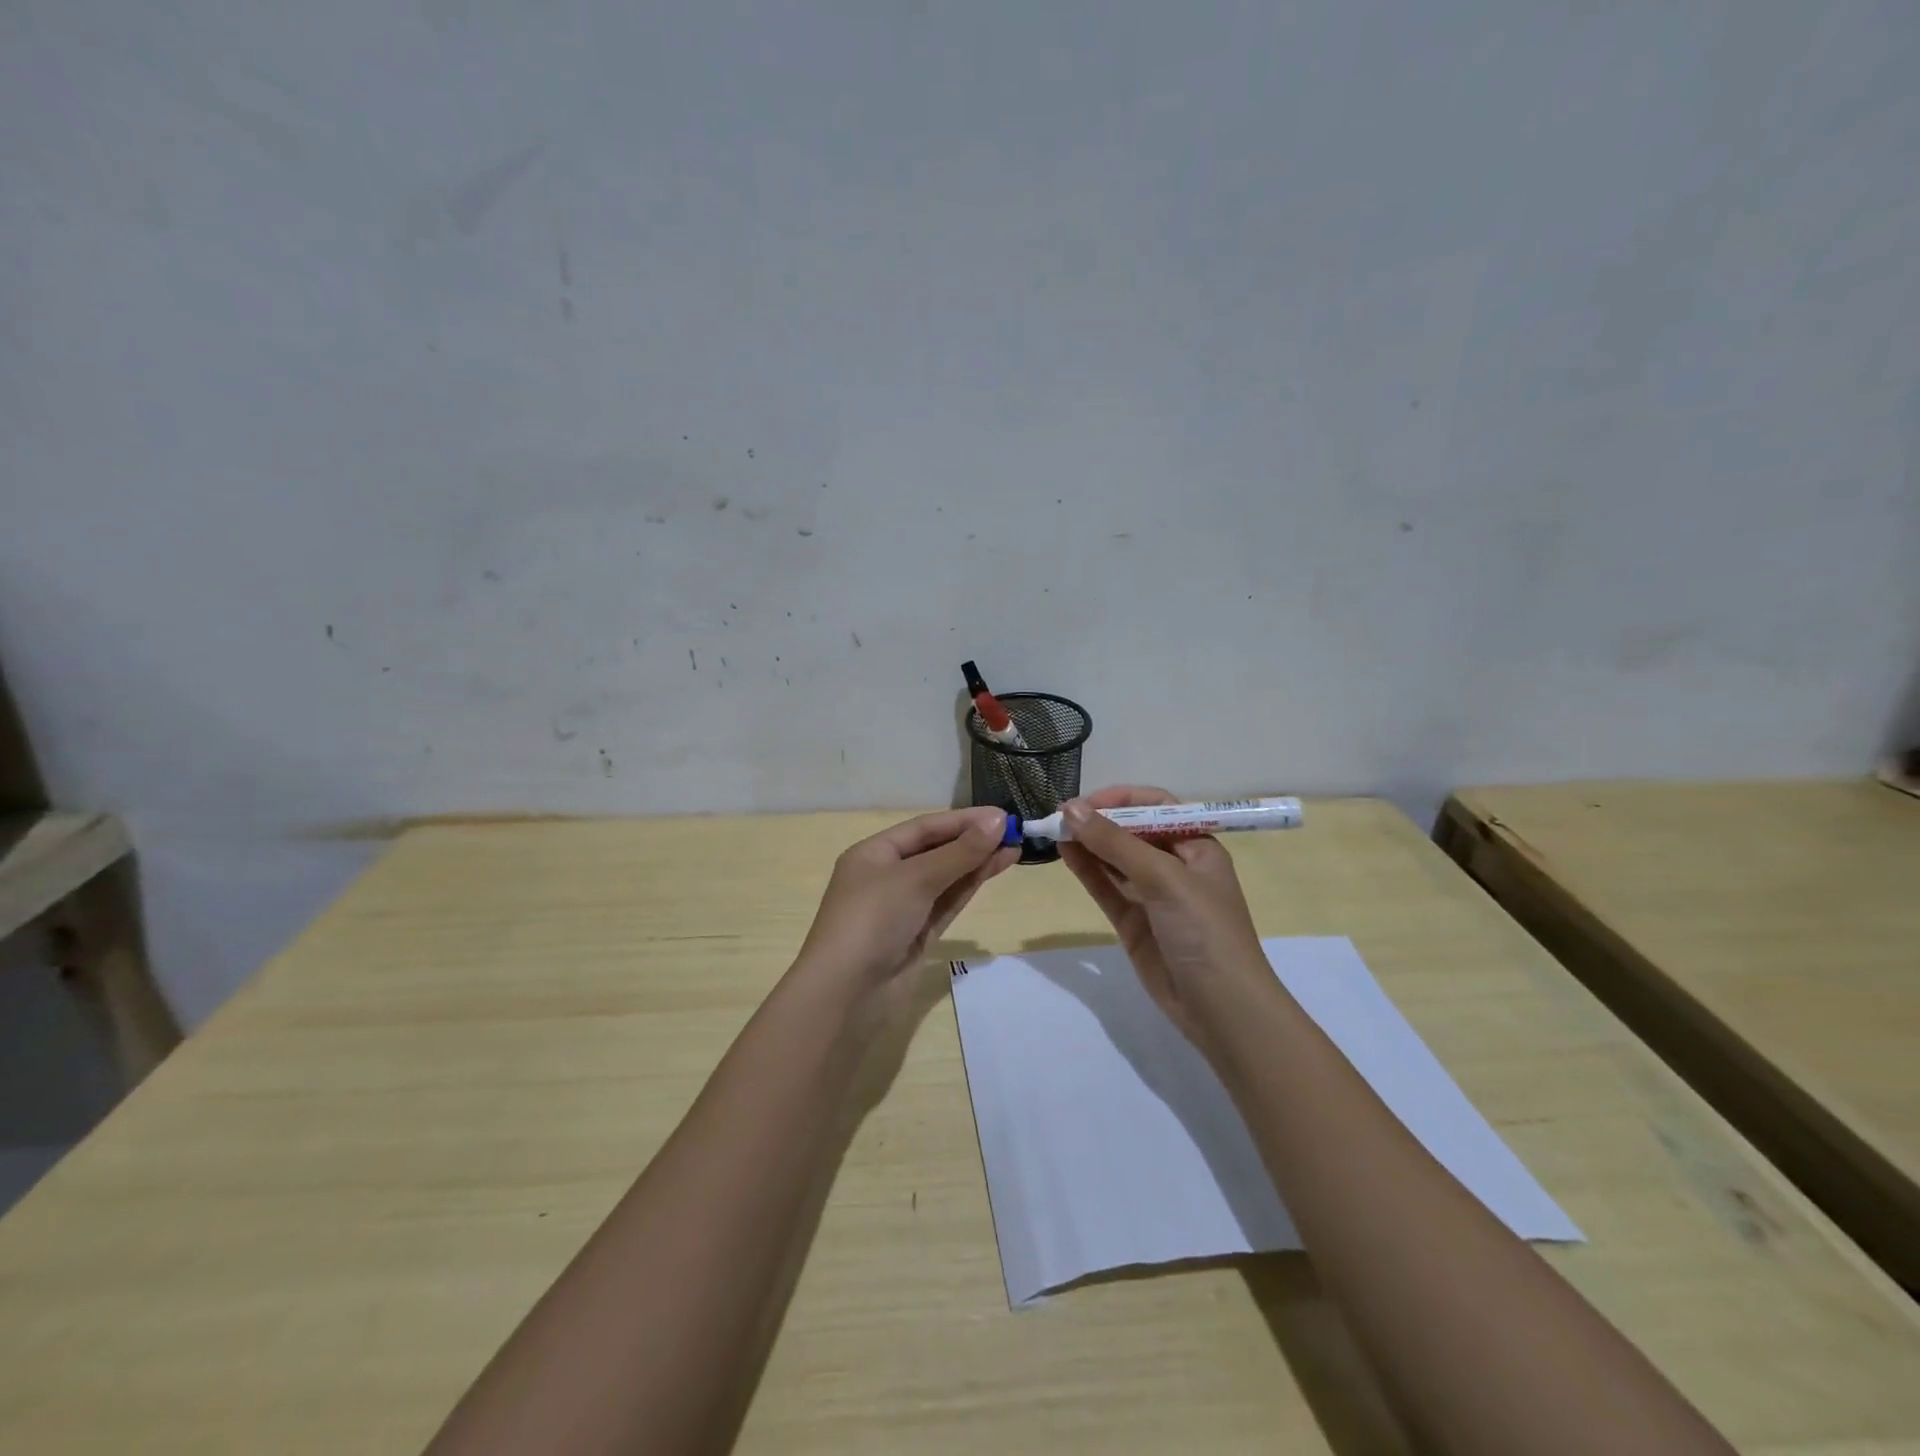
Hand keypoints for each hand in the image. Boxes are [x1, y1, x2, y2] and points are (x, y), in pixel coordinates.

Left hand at [795, 807, 1017, 1005]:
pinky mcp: (917, 935)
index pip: (924, 828)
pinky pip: (947, 902)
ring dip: (976, 863)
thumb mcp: (915, 878)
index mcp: (873, 854)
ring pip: (945, 878)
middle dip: (972, 841)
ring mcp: (903, 908)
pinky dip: (969, 886)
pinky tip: (993, 870)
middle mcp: (886, 876)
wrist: (847, 995)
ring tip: (1014, 848)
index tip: (1002, 816)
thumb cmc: (872, 920)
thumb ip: (959, 852)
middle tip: (1015, 831)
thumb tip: (998, 821)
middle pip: (935, 851)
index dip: (963, 820)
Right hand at [1059, 787, 1271, 1051]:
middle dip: (1099, 821)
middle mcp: (1175, 866)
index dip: (1122, 799)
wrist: (1221, 1009)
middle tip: (1060, 816)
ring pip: (1115, 860)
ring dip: (1088, 844)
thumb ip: (1115, 843)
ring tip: (1054, 831)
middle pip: (1132, 832)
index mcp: (1197, 847)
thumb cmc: (1205, 931)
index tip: (1085, 801)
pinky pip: (1107, 888)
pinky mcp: (1134, 922)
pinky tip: (1065, 853)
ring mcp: (1153, 896)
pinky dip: (1087, 870)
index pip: (1157, 807)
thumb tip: (1070, 808)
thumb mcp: (1165, 878)